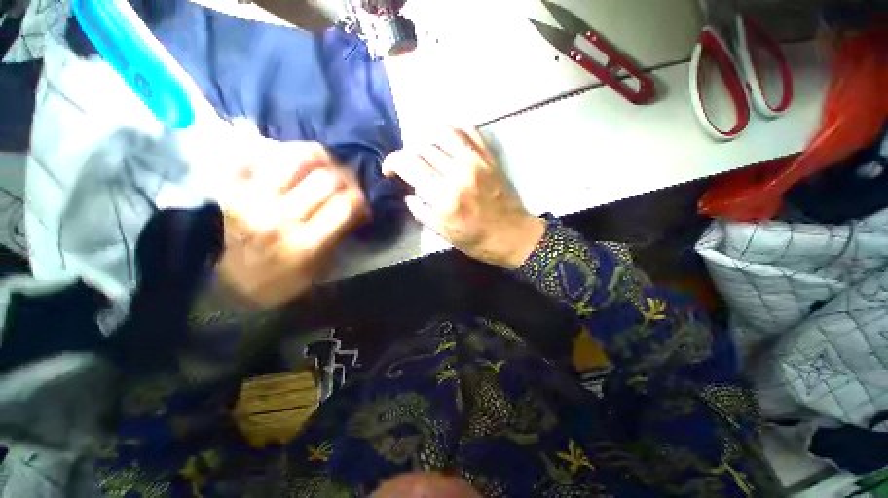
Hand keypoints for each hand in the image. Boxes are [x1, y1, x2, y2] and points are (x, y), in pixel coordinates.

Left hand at [217, 141, 367, 308]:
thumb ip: (340, 235)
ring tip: (321, 161)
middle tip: (345, 180)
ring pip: (294, 158)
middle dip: (344, 176)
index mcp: (307, 244)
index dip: (360, 196)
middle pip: (326, 179)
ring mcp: (252, 199)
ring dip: (316, 155)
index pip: (347, 204)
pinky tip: (289, 161)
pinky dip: (276, 153)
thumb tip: (359, 207)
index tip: (360, 198)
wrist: (230, 283)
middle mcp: (281, 218)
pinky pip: (257, 156)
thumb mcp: (320, 267)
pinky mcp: (230, 189)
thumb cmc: (282, 280)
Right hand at [382, 126, 544, 267]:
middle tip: (411, 168)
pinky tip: (447, 143)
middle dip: (409, 155)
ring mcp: (476, 161)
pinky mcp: (488, 156)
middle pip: (422, 146)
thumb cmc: (477, 240)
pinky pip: (467, 129)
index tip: (390, 170)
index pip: (409, 163)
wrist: (512, 235)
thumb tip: (409, 194)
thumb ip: (422, 212)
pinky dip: (452, 130)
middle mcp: (458, 172)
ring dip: (427, 140)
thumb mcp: (444, 234)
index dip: (392, 162)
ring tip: (427, 154)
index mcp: (444, 197)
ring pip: (441, 132)